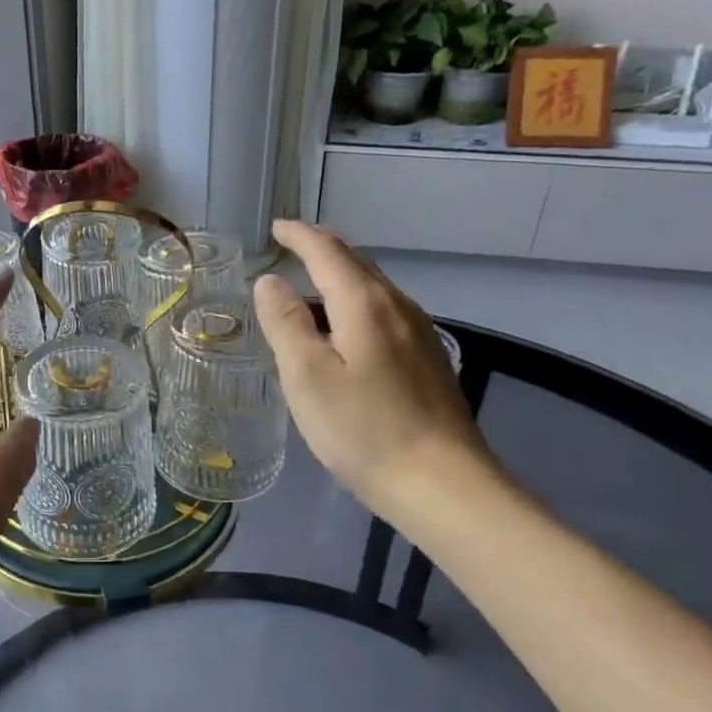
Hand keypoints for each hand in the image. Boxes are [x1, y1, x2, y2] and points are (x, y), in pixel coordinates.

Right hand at [253, 220, 505, 529]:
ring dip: (342, 275)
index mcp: (364, 303)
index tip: (276, 228)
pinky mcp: (429, 359)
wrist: (441, 482)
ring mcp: (419, 333)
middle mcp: (397, 306)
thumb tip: (269, 281)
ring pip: (375, 287)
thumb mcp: (307, 376)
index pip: (327, 251)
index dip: (299, 236)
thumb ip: (285, 323)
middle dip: (323, 248)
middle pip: (357, 263)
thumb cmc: (363, 428)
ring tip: (314, 282)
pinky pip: (386, 312)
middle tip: (293, 245)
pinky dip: (358, 302)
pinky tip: (349, 327)